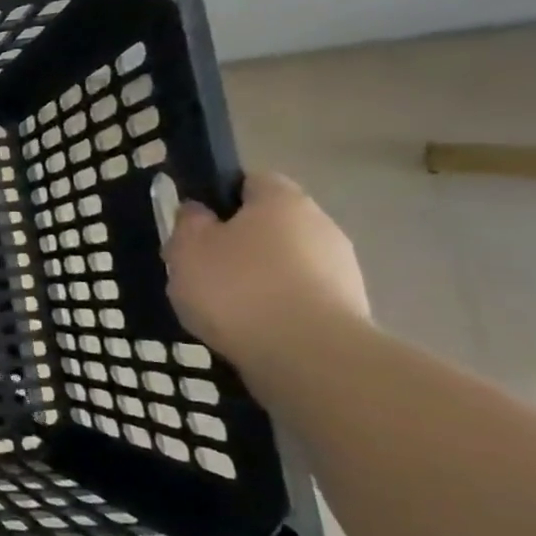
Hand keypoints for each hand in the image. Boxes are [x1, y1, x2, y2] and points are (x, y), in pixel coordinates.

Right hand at [162, 171, 369, 372]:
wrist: (308, 355)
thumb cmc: (237, 287)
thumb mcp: (188, 248)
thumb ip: (189, 222)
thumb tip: (199, 211)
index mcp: (282, 200)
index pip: (251, 181)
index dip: (220, 197)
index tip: (194, 224)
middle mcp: (320, 224)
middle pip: (270, 224)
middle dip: (238, 242)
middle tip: (200, 268)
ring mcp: (340, 268)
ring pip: (285, 262)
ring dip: (257, 277)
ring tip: (222, 306)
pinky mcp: (348, 308)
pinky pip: (298, 296)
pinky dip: (274, 307)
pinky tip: (249, 328)